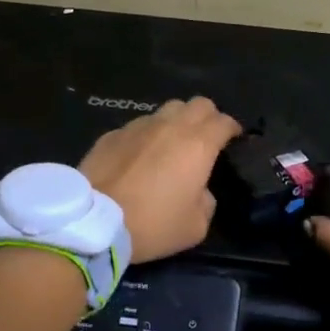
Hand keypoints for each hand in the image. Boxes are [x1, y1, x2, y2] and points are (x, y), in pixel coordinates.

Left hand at [79, 97, 241, 262]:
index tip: (234, 140)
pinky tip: (140, 157)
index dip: (232, 129)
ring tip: (172, 144)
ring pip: (166, 110)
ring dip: (175, 122)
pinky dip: (146, 136)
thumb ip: (207, 201)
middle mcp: (170, 126)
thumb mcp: (195, 226)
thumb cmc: (153, 224)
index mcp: (198, 145)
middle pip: (198, 104)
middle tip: (206, 137)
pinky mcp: (112, 134)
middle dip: (207, 117)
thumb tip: (200, 190)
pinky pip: (138, 126)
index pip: (224, 121)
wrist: (95, 222)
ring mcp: (138, 126)